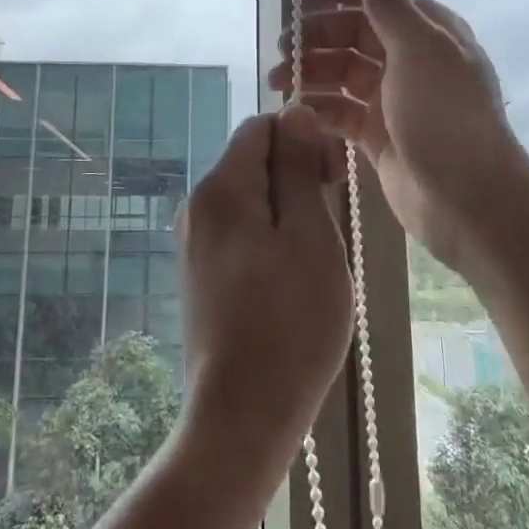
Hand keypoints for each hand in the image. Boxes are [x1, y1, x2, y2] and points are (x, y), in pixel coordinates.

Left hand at [178, 105, 353, 458]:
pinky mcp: (199, 273)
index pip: (260, 126)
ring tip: (317, 257)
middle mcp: (197, 205)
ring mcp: (194, 242)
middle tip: (332, 223)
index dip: (302, 138)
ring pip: (250, 197)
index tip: (334, 179)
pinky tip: (292, 277)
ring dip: (289, 210)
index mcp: (220, 188)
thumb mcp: (310, 237)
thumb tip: (295, 111)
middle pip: (252, 160)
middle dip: (297, 175)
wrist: (241, 416)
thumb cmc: (289, 324)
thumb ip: (299, 168)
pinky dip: (270, 237)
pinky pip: (240, 230)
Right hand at [269, 0, 528, 279]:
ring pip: (342, 73)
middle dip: (315, 36)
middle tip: (282, 49)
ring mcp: (394, 99)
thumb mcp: (418, 48)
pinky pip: (340, 111)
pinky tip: (295, 111)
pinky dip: (318, 107)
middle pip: (352, 34)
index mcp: (426, 31)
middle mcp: (410, 59)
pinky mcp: (379, 136)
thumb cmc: (445, 116)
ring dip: (310, 71)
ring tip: (278, 81)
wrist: (469, 201)